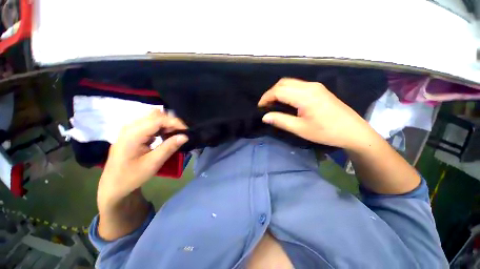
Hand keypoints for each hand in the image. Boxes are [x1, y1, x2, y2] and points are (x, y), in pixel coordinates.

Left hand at [97, 110, 187, 210]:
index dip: (175, 122)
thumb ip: (169, 147)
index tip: (187, 131)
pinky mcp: (132, 132)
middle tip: (182, 133)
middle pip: (155, 114)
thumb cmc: (131, 176)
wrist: (113, 184)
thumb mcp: (153, 163)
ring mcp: (130, 128)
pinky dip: (161, 127)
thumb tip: (185, 136)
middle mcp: (130, 126)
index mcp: (133, 134)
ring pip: (153, 117)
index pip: (158, 119)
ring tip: (175, 134)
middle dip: (171, 121)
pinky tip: (165, 136)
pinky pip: (150, 123)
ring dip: (167, 124)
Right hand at [258, 78, 371, 149]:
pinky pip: (297, 85)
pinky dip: (287, 91)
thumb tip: (265, 116)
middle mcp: (309, 86)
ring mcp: (315, 86)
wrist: (353, 131)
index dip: (266, 98)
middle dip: (271, 93)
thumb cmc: (326, 132)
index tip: (260, 107)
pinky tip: (285, 101)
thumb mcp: (300, 129)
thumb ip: (281, 120)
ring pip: (290, 82)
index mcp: (305, 95)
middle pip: (283, 83)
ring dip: (278, 91)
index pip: (279, 91)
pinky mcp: (318, 89)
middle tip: (265, 105)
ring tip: (273, 103)